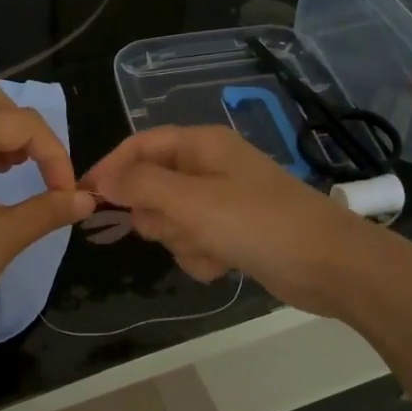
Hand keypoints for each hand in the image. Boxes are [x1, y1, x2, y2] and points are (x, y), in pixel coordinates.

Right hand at [81, 126, 378, 318]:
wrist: (327, 264)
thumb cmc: (256, 223)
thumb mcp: (190, 201)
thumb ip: (140, 186)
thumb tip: (101, 179)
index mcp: (201, 145)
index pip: (140, 146)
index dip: (110, 168)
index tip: (84, 198)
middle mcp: (209, 167)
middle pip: (152, 187)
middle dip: (158, 215)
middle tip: (176, 226)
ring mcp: (222, 202)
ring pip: (172, 221)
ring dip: (182, 241)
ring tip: (210, 248)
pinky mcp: (233, 233)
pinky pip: (195, 243)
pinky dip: (202, 257)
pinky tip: (224, 265)